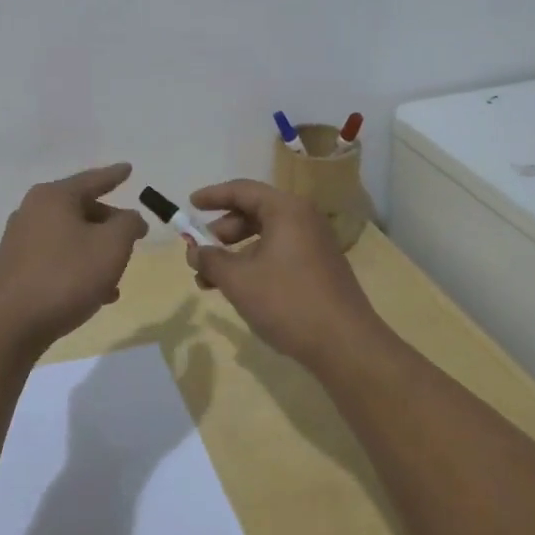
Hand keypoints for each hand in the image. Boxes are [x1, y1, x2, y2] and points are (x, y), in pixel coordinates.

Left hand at [0, 163, 149, 355]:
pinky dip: (78, 268)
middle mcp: (32, 212)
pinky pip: (56, 260)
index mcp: (53, 197)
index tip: (129, 168)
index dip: (114, 175)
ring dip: (96, 252)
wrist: (9, 327)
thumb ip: (128, 224)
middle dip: (109, 223)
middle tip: (132, 236)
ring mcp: (20, 241)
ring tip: (118, 275)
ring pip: (70, 238)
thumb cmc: (66, 277)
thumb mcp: (112, 246)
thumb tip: (129, 218)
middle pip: (81, 209)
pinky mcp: (15, 270)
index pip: (92, 179)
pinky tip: (97, 294)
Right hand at [184, 179, 387, 371]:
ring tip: (211, 280)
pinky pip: (280, 253)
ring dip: (236, 253)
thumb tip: (193, 251)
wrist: (345, 344)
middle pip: (254, 212)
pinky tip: (241, 289)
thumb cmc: (287, 301)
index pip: (242, 190)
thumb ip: (210, 260)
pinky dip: (255, 263)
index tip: (190, 204)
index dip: (213, 196)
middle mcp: (303, 218)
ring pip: (266, 236)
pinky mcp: (320, 267)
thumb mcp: (238, 280)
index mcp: (286, 210)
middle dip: (223, 231)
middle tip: (200, 251)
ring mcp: (315, 243)